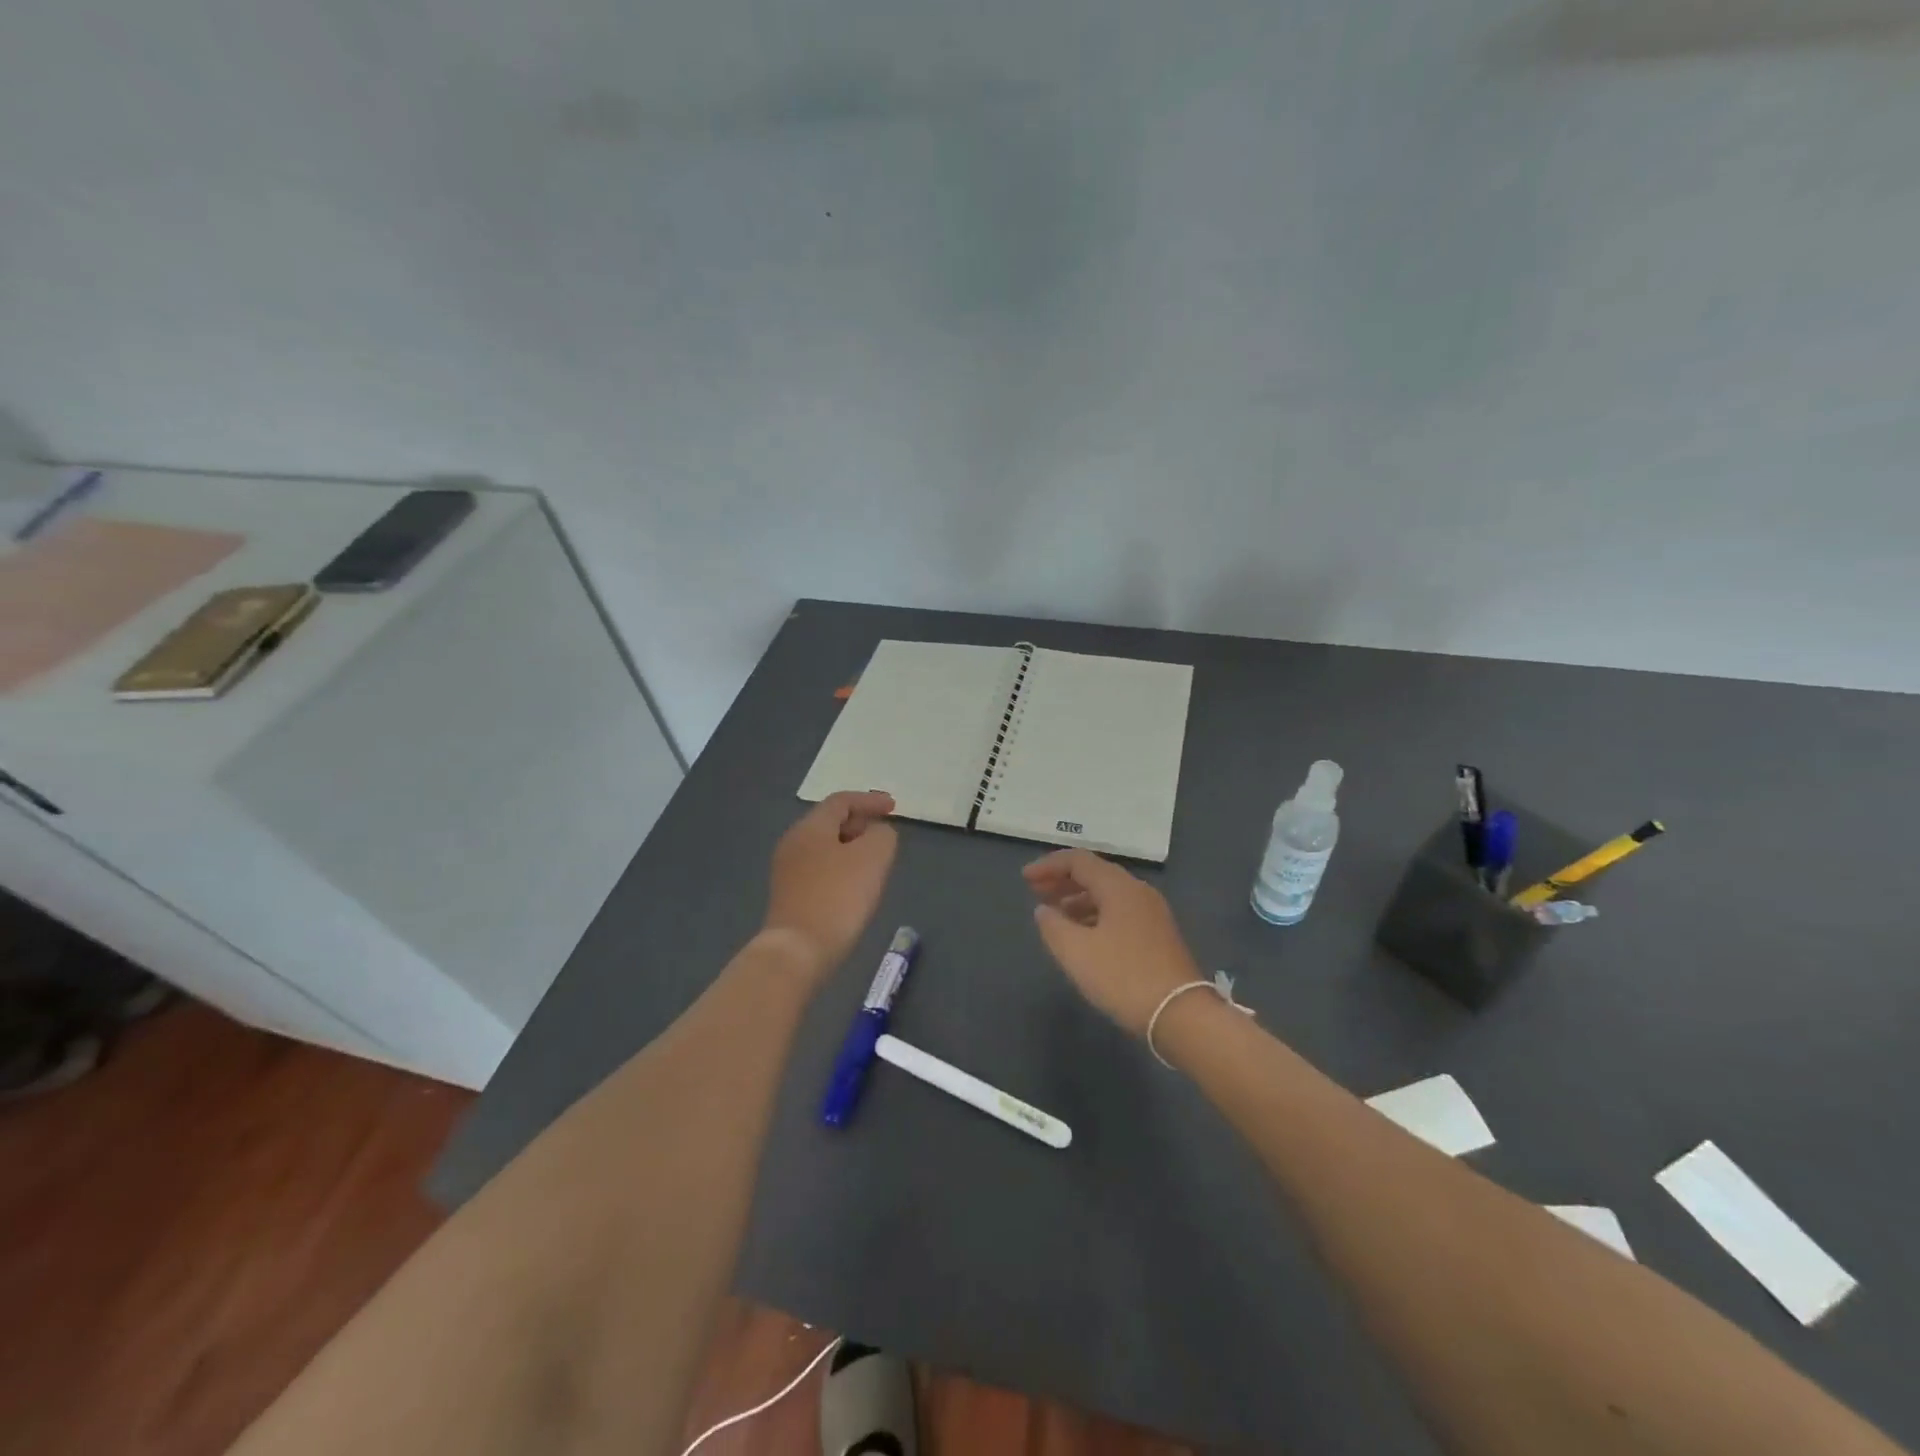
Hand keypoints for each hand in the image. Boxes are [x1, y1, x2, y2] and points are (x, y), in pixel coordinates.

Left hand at [763, 791, 898, 977]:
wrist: (798, 950)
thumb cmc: (838, 896)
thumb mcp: (873, 857)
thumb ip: (882, 836)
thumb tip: (877, 833)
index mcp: (810, 827)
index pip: (841, 801)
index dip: (870, 801)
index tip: (894, 807)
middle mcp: (793, 842)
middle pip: (829, 821)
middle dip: (859, 823)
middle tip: (884, 833)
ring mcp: (787, 870)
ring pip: (824, 846)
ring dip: (850, 847)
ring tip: (874, 859)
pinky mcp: (789, 895)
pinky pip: (819, 868)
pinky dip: (840, 866)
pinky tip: (854, 884)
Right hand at [1023, 849, 1202, 1036]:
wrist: (1181, 1014)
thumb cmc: (1123, 977)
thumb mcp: (1076, 952)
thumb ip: (1053, 926)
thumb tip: (1043, 910)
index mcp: (1119, 887)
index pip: (1078, 861)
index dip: (1048, 866)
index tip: (1025, 879)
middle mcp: (1138, 891)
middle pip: (1095, 873)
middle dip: (1062, 880)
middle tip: (1035, 892)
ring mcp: (1152, 913)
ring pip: (1108, 894)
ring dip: (1078, 898)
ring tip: (1055, 915)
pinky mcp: (1158, 935)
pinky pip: (1120, 911)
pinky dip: (1095, 914)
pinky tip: (1083, 935)